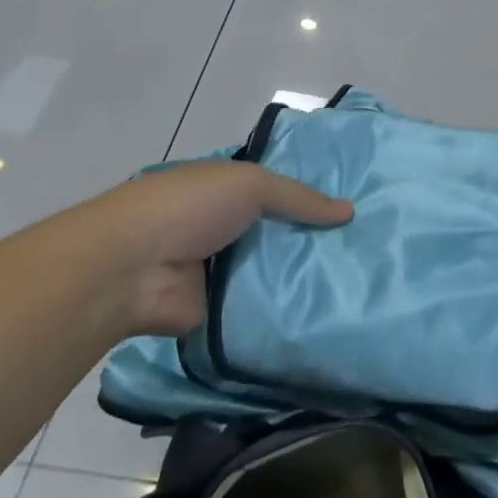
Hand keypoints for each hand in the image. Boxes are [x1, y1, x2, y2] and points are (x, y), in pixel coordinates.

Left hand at [111, 160, 351, 337]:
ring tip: (359, 282)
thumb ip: (298, 198)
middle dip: (314, 239)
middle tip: (366, 249)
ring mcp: (219, 270)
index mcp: (224, 189)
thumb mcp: (248, 184)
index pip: (275, 190)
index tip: (354, 207)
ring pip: (272, 271)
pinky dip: (286, 311)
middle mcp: (222, 227)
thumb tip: (349, 211)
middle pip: (278, 232)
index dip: (309, 196)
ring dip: (304, 277)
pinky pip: (260, 309)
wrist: (131, 268)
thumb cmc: (187, 207)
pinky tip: (330, 313)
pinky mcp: (218, 310)